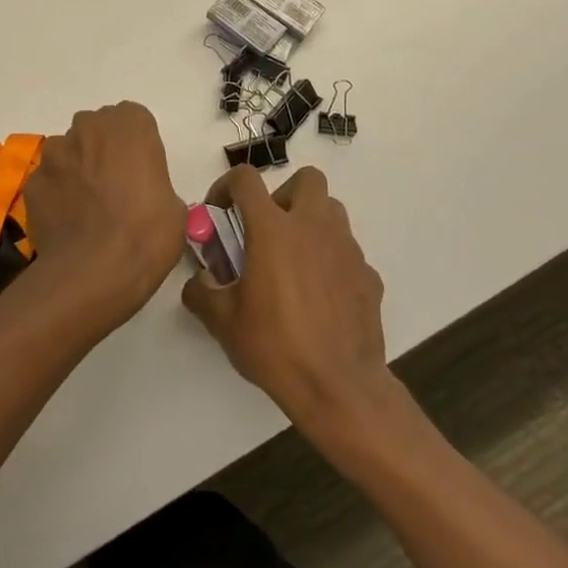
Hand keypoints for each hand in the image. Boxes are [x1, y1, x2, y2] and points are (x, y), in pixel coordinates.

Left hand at [22, 102, 187, 327]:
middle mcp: (89, 127)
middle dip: (103, 149)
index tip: (141, 172)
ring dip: (76, 169)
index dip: (137, 145)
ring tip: (87, 207)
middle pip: (96, 128)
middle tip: (115, 187)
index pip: (133, 119)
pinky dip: (56, 194)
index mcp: (130, 125)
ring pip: (67, 151)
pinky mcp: (33, 182)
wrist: (94, 272)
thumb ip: (155, 184)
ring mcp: (55, 153)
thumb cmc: (146, 234)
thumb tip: (142, 197)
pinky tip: (67, 223)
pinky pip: (48, 181)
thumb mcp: (174, 208)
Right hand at [182, 165, 392, 437]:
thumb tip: (198, 282)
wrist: (339, 388)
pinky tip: (320, 295)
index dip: (226, 186)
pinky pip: (347, 252)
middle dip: (284, 194)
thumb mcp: (223, 322)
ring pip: (332, 211)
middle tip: (268, 229)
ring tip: (294, 259)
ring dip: (311, 221)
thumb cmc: (275, 347)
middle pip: (307, 179)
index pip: (246, 180)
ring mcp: (346, 249)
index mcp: (273, 229)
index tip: (219, 210)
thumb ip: (202, 292)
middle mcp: (313, 227)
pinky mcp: (368, 275)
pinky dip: (331, 261)